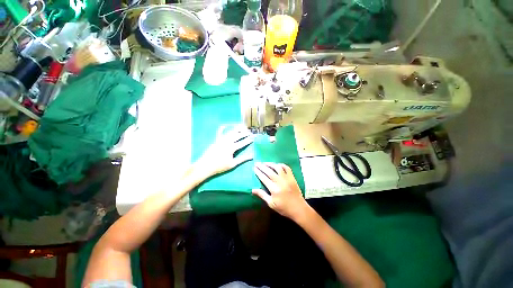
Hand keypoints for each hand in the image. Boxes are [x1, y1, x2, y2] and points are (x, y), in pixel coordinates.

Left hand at [194, 126, 253, 178]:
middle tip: (249, 132)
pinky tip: (225, 125)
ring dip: (237, 129)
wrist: (205, 166)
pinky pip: (219, 133)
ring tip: (242, 127)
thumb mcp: (232, 164)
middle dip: (244, 133)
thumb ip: (242, 159)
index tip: (253, 138)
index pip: (242, 143)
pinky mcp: (216, 140)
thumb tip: (252, 156)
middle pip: (237, 135)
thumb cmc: (220, 167)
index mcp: (231, 148)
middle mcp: (227, 142)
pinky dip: (222, 129)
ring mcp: (221, 140)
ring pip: (230, 132)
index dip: (248, 140)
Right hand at [253, 162, 309, 221]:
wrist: (299, 208)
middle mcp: (280, 182)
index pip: (264, 178)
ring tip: (265, 163)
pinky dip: (281, 165)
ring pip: (278, 168)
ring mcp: (287, 179)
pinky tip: (277, 165)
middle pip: (269, 171)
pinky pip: (287, 168)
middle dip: (262, 166)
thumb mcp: (271, 203)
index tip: (254, 168)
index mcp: (274, 189)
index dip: (258, 172)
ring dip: (271, 164)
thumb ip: (262, 195)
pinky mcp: (292, 177)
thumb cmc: (284, 208)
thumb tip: (252, 189)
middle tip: (257, 163)